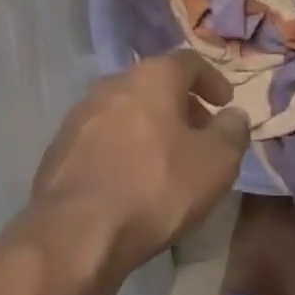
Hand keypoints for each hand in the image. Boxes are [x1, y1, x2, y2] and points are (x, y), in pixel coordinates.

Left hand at [32, 51, 251, 274]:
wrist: (75, 232)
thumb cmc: (155, 188)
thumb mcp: (215, 164)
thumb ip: (232, 133)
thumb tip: (234, 116)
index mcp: (152, 77)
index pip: (189, 62)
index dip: (213, 80)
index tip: (225, 104)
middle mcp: (113, 83)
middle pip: (155, 84)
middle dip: (181, 106)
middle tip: (200, 135)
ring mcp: (81, 114)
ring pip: (126, 110)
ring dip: (150, 127)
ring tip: (166, 161)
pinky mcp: (59, 147)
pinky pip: (102, 138)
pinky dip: (123, 148)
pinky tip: (130, 180)